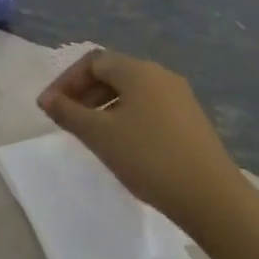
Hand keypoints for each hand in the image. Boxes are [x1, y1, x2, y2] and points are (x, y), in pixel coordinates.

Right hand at [37, 49, 242, 238]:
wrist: (211, 197)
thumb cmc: (149, 158)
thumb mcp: (100, 135)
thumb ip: (68, 113)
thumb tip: (46, 99)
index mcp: (138, 70)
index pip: (93, 61)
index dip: (66, 81)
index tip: (49, 107)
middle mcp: (160, 75)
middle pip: (113, 73)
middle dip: (84, 92)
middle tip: (65, 119)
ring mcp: (179, 97)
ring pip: (131, 92)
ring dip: (104, 106)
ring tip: (90, 134)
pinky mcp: (190, 120)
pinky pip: (148, 107)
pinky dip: (125, 117)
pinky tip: (121, 145)